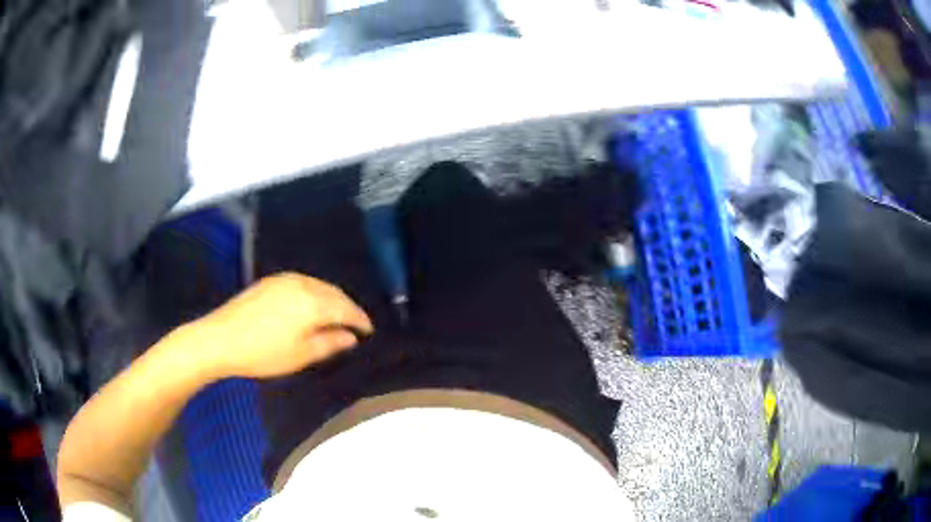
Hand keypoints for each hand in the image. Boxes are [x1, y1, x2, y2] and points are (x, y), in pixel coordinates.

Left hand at [187, 273, 373, 379]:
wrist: (221, 338)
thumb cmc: (264, 353)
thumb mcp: (301, 355)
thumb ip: (330, 343)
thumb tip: (350, 336)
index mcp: (313, 303)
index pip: (347, 308)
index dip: (360, 320)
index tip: (369, 331)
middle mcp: (303, 284)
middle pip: (334, 293)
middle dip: (347, 307)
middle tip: (354, 325)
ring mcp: (285, 279)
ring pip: (318, 286)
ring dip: (331, 299)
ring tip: (334, 317)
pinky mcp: (271, 281)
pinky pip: (303, 283)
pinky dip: (314, 294)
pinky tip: (309, 307)